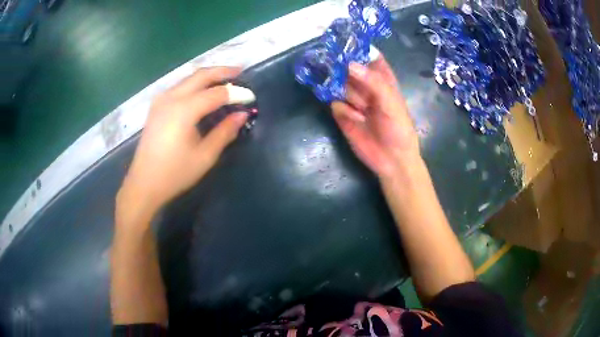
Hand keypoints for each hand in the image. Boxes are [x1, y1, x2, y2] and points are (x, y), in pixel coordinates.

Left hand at [118, 67, 248, 214]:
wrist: (144, 183)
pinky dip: (195, 83)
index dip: (236, 93)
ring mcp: (161, 100)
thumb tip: (242, 114)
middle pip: (201, 75)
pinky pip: (179, 86)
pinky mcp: (156, 106)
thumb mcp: (204, 156)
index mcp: (184, 110)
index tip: (251, 97)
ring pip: (188, 78)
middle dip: (222, 71)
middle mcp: (171, 98)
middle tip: (240, 70)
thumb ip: (224, 132)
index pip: (217, 93)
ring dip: (208, 75)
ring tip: (225, 78)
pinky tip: (202, 90)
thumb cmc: (175, 173)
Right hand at [331, 57, 419, 178]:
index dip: (358, 47)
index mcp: (382, 79)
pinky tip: (349, 114)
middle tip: (327, 54)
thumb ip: (373, 82)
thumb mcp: (391, 103)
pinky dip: (338, 105)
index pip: (369, 57)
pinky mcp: (342, 114)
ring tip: (337, 87)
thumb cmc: (398, 129)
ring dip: (336, 82)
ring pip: (339, 83)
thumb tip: (349, 64)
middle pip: (349, 68)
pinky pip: (334, 103)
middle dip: (339, 62)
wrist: (391, 160)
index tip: (343, 38)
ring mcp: (352, 99)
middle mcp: (365, 85)